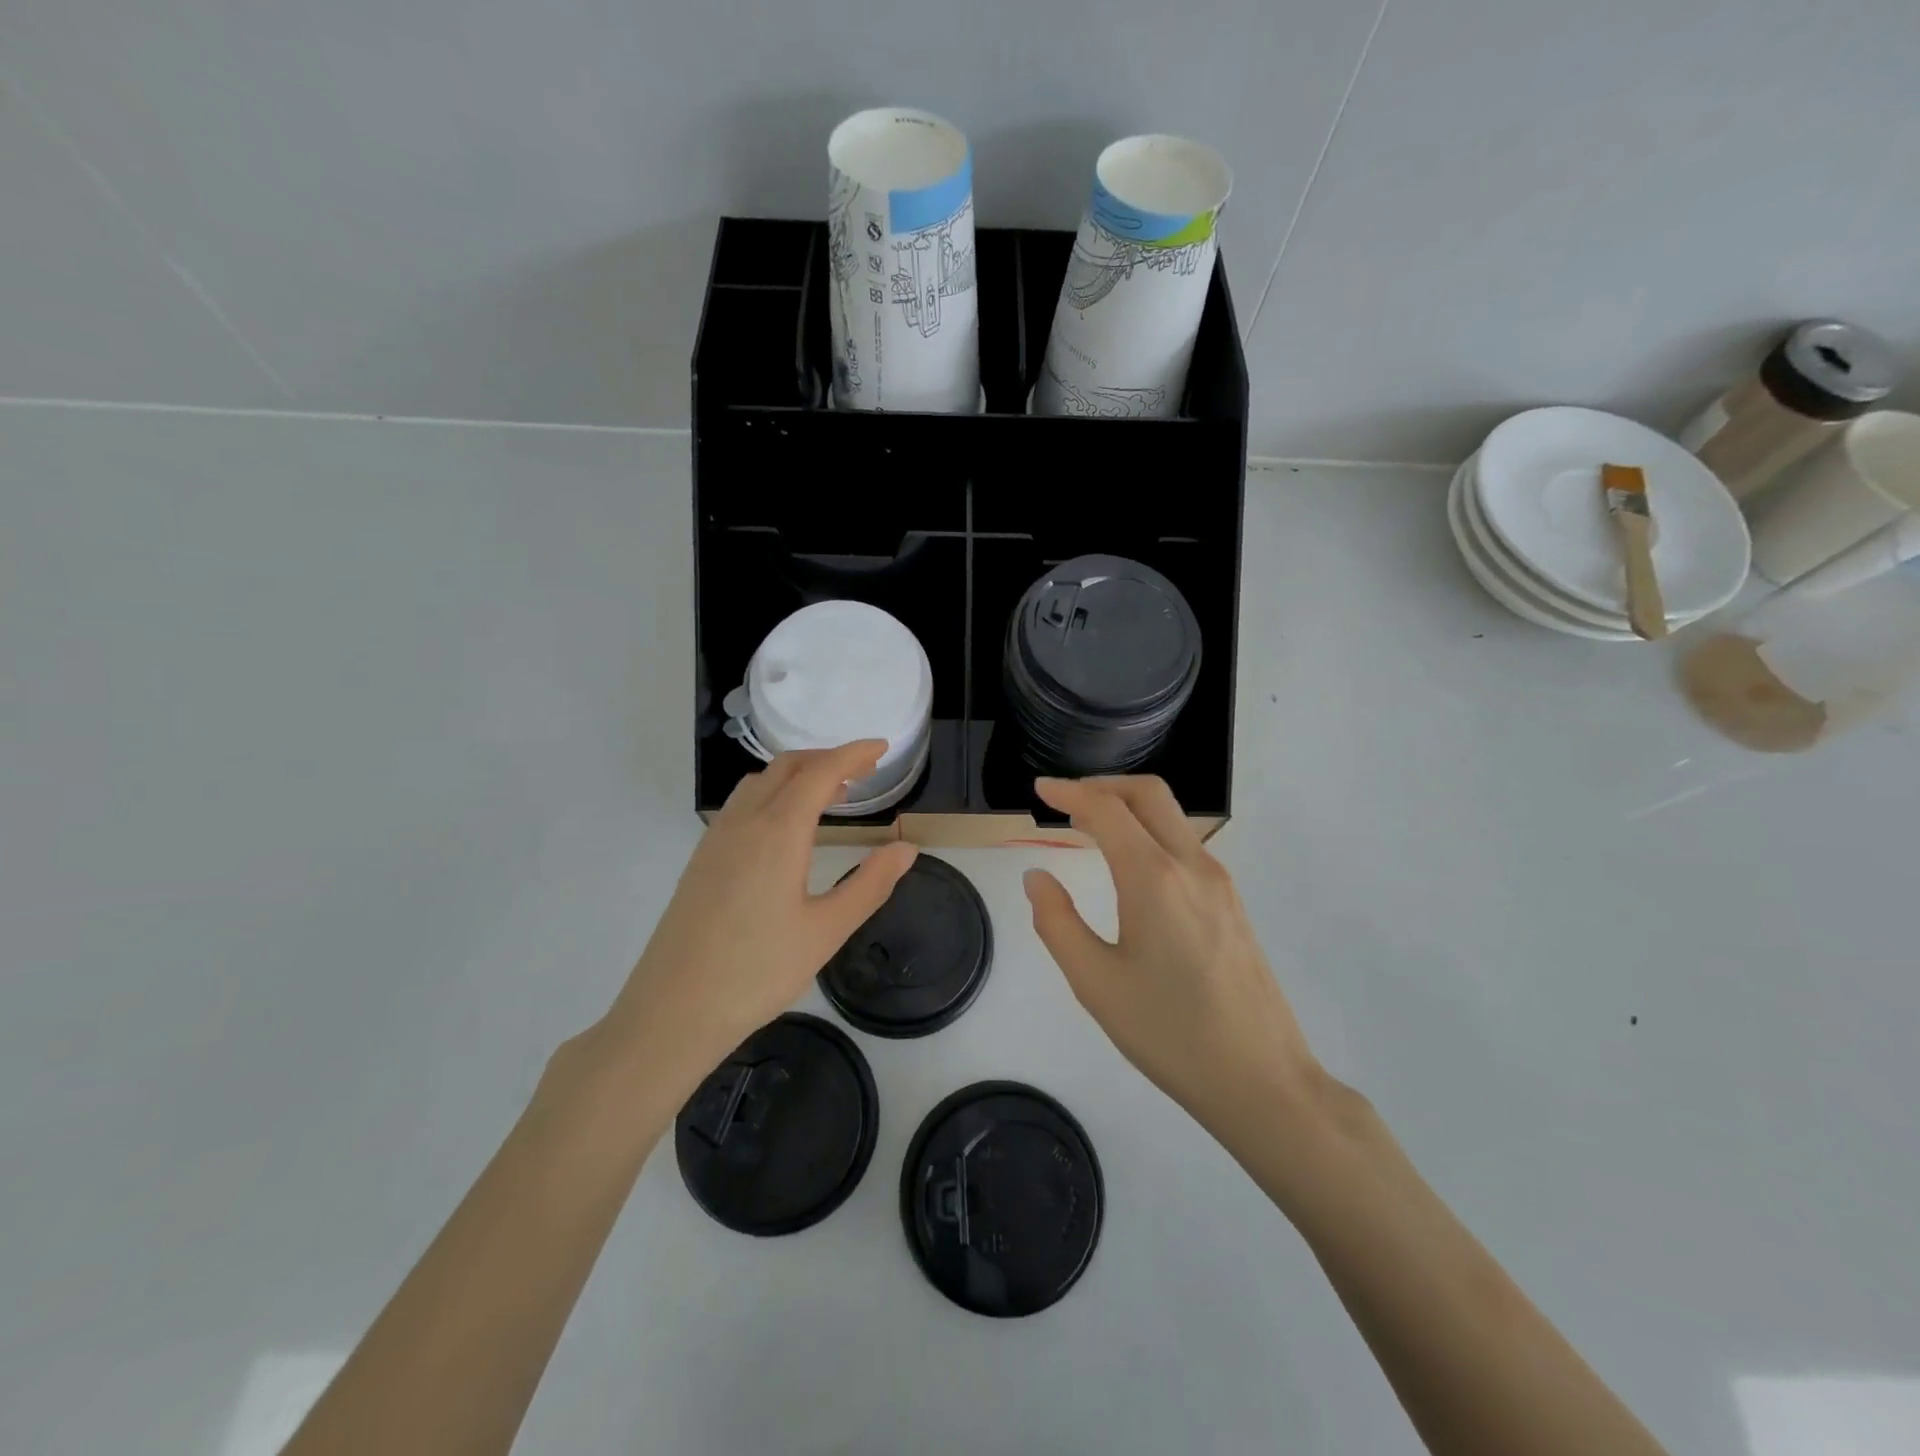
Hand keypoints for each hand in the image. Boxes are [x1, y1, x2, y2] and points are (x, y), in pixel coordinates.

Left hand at [602, 741, 917, 1078]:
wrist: (673, 1011)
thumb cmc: (757, 972)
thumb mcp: (826, 931)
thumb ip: (870, 885)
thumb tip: (906, 849)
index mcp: (778, 832)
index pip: (820, 772)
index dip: (853, 754)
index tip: (882, 748)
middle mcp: (744, 822)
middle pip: (787, 766)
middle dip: (827, 758)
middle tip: (863, 770)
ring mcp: (717, 838)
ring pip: (760, 782)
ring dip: (798, 774)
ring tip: (831, 794)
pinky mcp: (702, 858)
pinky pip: (742, 803)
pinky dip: (773, 793)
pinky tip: (786, 826)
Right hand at [1023, 776, 1321, 1136]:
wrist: (1262, 1080)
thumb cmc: (1169, 1033)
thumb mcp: (1096, 982)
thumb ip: (1057, 922)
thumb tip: (1037, 877)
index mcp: (1154, 878)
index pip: (1107, 810)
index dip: (1070, 792)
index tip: (1041, 789)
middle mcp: (1192, 865)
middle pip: (1148, 794)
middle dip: (1103, 785)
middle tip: (1066, 799)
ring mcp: (1220, 882)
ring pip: (1172, 818)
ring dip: (1129, 808)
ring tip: (1091, 829)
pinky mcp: (1232, 903)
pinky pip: (1185, 846)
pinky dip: (1150, 833)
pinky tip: (1131, 866)